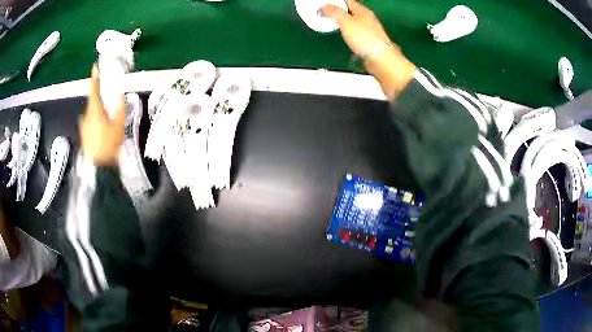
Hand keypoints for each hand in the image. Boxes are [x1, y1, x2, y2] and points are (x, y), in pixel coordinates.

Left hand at [80, 65, 124, 165]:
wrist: (99, 167)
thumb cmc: (110, 145)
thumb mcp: (119, 125)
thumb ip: (120, 108)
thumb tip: (121, 94)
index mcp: (95, 111)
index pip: (94, 91)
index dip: (94, 78)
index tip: (94, 67)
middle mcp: (86, 116)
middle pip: (92, 103)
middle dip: (99, 101)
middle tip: (107, 104)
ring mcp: (83, 126)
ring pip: (90, 113)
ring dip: (97, 112)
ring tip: (105, 121)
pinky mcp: (83, 135)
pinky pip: (89, 123)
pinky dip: (94, 122)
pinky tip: (100, 130)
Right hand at [320, 0, 391, 59]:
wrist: (381, 59)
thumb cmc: (364, 38)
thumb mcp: (346, 22)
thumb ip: (334, 12)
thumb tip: (322, 8)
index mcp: (363, 11)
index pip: (348, 1)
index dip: (336, 1)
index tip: (324, 4)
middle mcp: (367, 18)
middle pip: (350, 11)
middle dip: (338, 10)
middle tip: (324, 13)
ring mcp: (369, 30)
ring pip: (353, 22)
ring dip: (343, 21)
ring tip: (330, 23)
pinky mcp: (369, 42)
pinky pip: (355, 32)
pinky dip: (347, 32)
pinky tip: (342, 36)